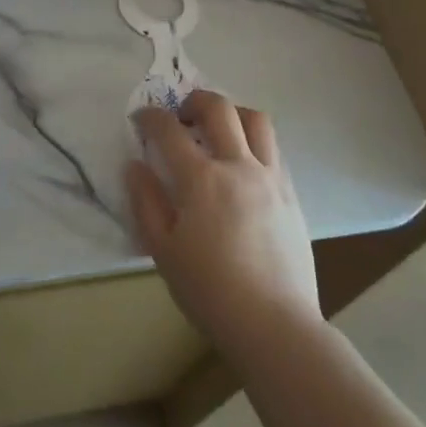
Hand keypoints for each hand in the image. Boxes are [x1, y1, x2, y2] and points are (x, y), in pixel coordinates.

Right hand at [127, 91, 320, 360]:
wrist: (275, 326)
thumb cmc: (211, 292)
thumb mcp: (163, 252)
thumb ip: (146, 202)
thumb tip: (135, 165)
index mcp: (202, 180)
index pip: (170, 130)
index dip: (151, 117)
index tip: (141, 119)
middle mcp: (238, 166)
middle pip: (218, 108)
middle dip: (194, 100)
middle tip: (181, 115)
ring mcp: (270, 177)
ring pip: (256, 119)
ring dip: (232, 113)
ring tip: (219, 129)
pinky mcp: (290, 193)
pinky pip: (273, 149)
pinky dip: (254, 141)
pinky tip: (242, 163)